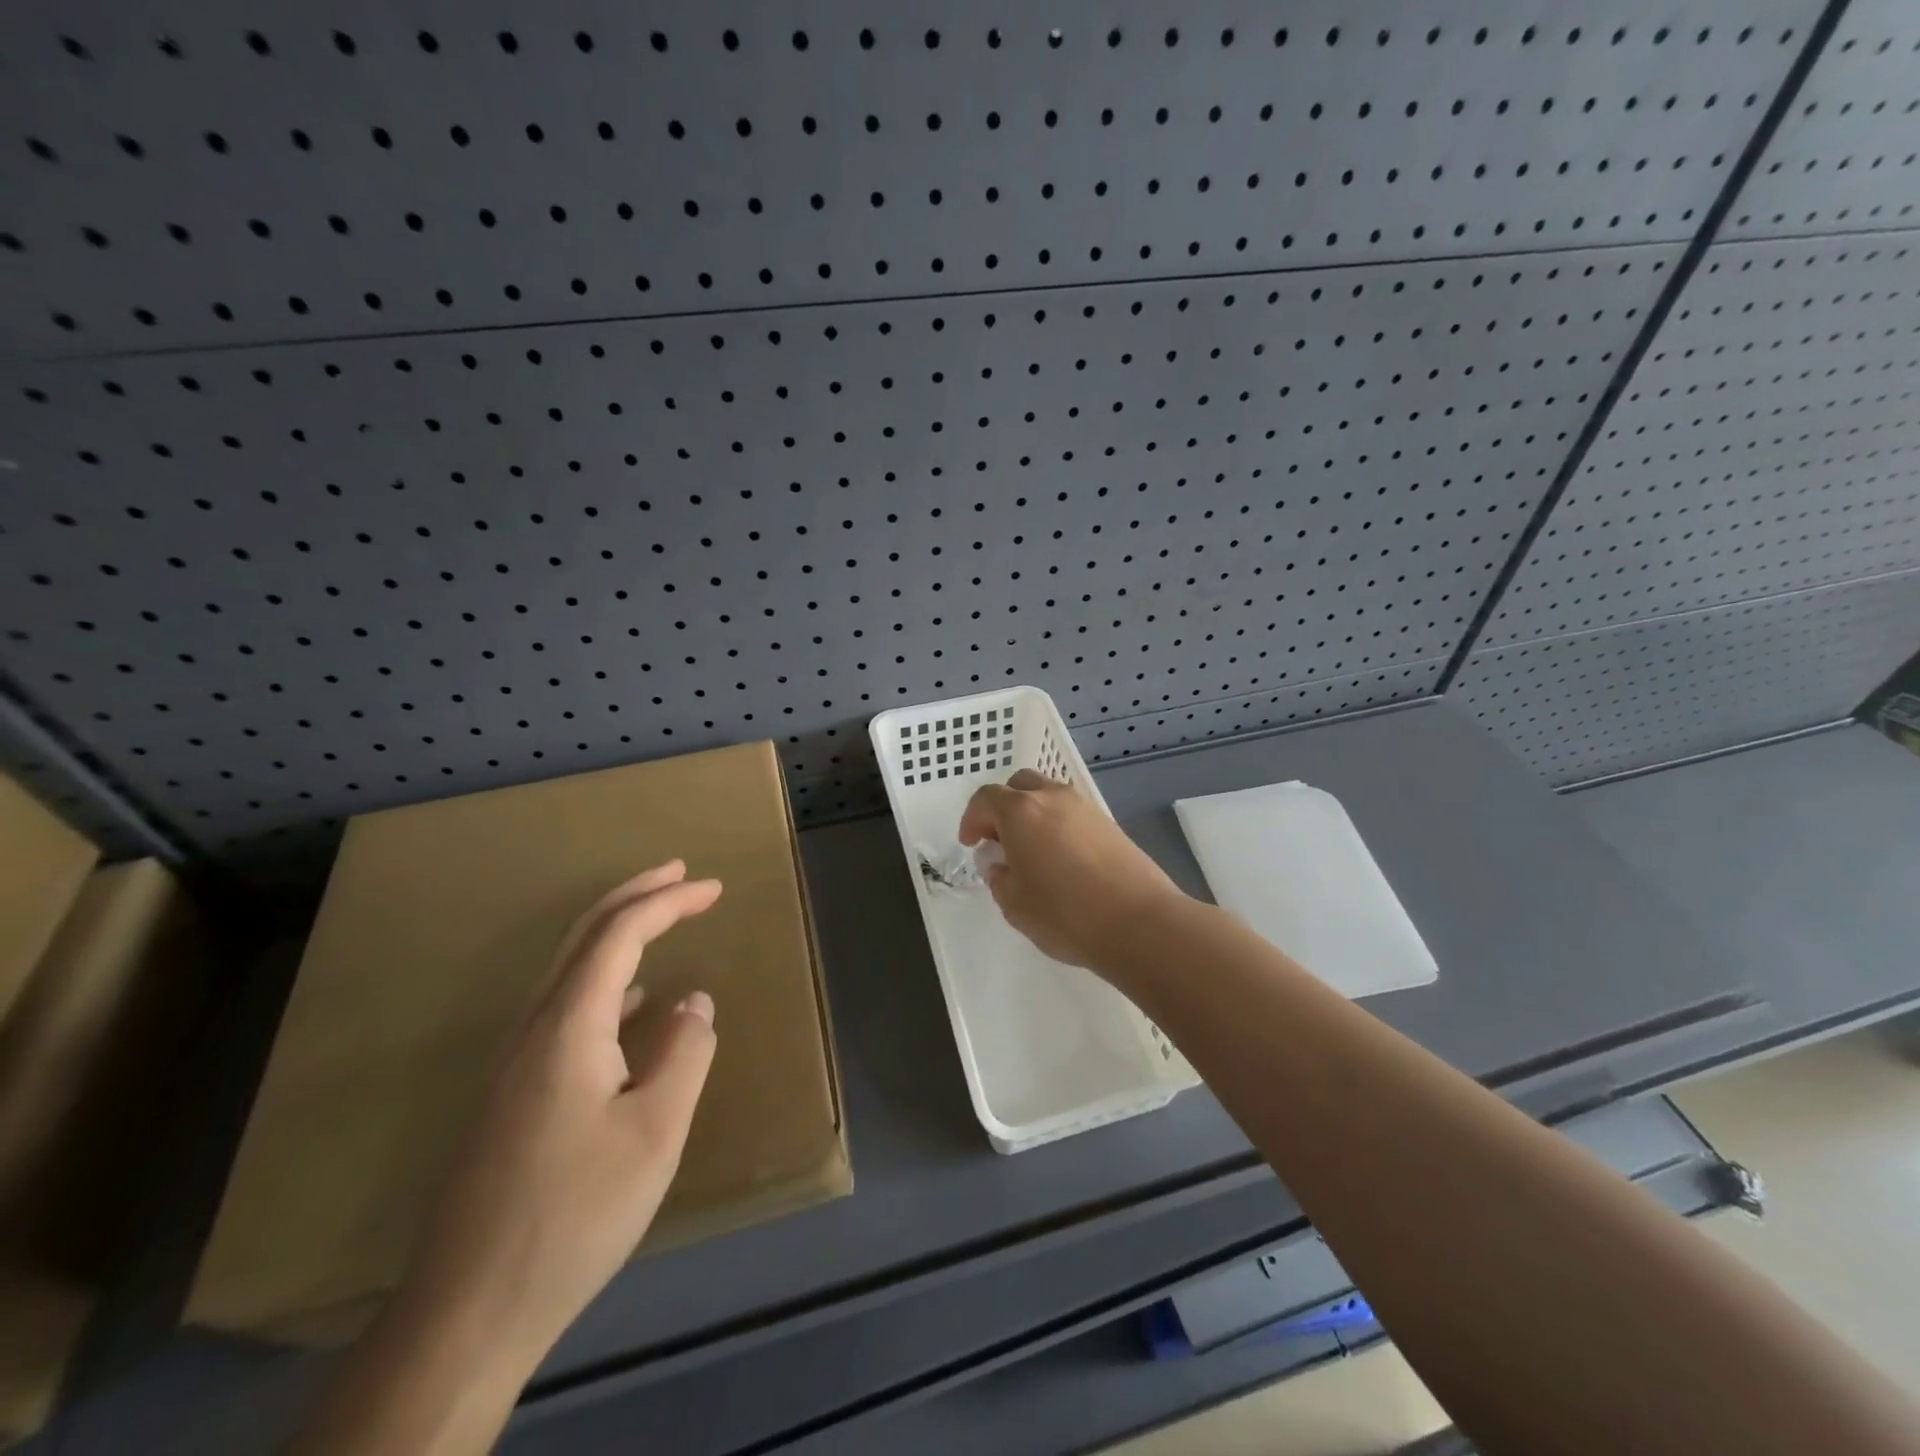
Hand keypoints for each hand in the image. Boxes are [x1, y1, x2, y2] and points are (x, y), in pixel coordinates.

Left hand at [402, 860, 720, 1364]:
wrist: (467, 1312)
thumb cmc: (574, 1213)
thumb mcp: (656, 1133)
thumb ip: (685, 1054)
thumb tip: (695, 1002)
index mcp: (569, 1026)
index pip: (620, 935)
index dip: (668, 902)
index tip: (714, 888)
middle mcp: (534, 1029)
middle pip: (582, 936)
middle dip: (634, 896)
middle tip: (681, 874)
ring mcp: (516, 1063)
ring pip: (568, 970)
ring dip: (616, 932)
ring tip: (660, 917)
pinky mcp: (514, 1094)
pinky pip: (564, 1007)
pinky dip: (605, 979)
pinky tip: (632, 1002)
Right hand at [959, 769, 1189, 970]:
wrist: (1139, 923)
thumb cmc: (1065, 914)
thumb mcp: (1015, 905)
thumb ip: (999, 878)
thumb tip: (1000, 865)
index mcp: (1021, 811)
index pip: (986, 798)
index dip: (972, 819)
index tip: (971, 843)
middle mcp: (1053, 798)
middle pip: (1020, 785)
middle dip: (1003, 808)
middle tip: (1000, 841)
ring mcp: (1086, 808)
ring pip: (1049, 797)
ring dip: (1033, 815)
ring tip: (1032, 853)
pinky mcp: (1110, 825)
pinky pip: (1073, 815)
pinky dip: (1059, 827)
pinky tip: (1062, 861)